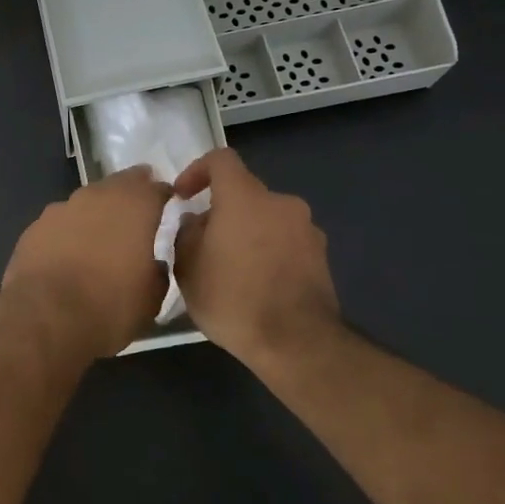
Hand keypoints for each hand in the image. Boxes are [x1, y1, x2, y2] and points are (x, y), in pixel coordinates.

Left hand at [3, 167, 171, 355]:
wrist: (44, 317)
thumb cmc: (108, 307)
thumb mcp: (151, 300)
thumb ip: (157, 273)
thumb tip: (152, 264)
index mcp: (133, 208)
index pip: (155, 188)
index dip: (163, 194)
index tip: (168, 202)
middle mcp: (96, 198)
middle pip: (117, 186)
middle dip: (129, 193)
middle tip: (136, 208)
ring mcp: (60, 210)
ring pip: (85, 202)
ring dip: (95, 213)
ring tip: (100, 235)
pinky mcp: (33, 228)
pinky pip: (59, 223)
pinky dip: (68, 232)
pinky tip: (67, 252)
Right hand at [171, 148, 340, 362]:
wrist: (296, 343)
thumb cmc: (232, 298)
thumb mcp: (187, 267)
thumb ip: (185, 233)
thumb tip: (196, 222)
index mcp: (245, 197)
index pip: (221, 160)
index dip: (197, 171)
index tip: (183, 196)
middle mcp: (281, 203)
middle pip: (244, 193)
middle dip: (221, 211)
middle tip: (202, 242)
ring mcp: (307, 230)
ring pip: (266, 219)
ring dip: (246, 233)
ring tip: (229, 268)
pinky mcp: (321, 257)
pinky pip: (285, 242)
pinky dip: (268, 252)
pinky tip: (255, 284)